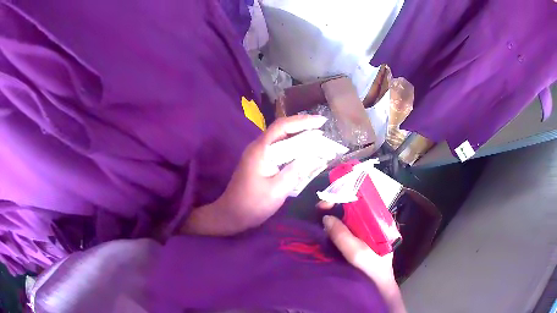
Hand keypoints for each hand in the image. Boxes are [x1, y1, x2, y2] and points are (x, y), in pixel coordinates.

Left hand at [182, 115, 327, 235]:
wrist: (231, 215)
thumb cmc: (253, 204)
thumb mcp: (277, 190)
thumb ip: (295, 171)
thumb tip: (311, 156)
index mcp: (261, 149)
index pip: (283, 126)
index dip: (303, 121)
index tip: (322, 121)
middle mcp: (258, 147)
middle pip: (282, 130)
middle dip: (303, 127)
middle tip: (322, 129)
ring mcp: (258, 155)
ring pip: (281, 140)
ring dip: (298, 137)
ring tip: (317, 138)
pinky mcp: (259, 163)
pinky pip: (278, 150)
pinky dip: (292, 149)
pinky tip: (303, 154)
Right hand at [320, 201, 406, 312]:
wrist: (377, 292)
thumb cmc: (372, 273)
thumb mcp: (359, 254)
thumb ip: (343, 236)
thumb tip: (326, 218)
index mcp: (380, 224)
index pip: (363, 203)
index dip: (345, 198)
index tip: (327, 202)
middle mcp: (373, 227)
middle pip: (354, 211)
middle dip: (336, 209)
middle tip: (318, 210)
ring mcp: (366, 238)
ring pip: (348, 223)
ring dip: (334, 221)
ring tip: (318, 220)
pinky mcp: (358, 247)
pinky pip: (345, 235)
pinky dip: (335, 232)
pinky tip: (324, 234)